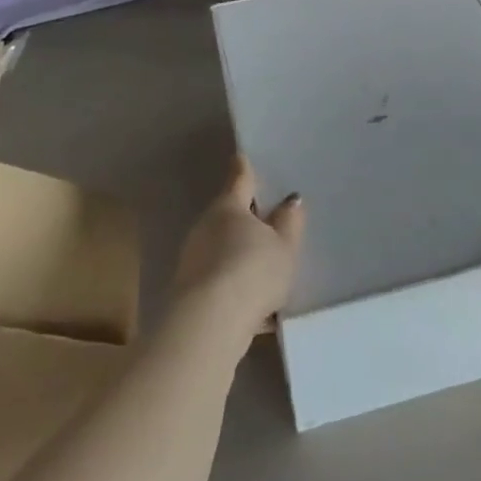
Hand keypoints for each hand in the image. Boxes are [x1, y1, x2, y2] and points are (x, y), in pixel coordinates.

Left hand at [173, 155, 304, 344]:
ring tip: (265, 268)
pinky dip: (235, 285)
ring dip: (239, 255)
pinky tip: (256, 307)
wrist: (210, 323)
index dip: (243, 169)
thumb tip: (290, 200)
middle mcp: (206, 227)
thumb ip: (289, 223)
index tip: (242, 157)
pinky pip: (220, 280)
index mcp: (228, 208)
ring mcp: (194, 259)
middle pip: (228, 216)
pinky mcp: (190, 290)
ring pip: (222, 249)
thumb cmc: (252, 271)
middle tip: (267, 221)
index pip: (239, 180)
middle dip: (245, 218)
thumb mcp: (284, 247)